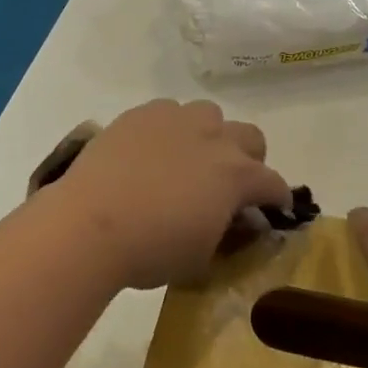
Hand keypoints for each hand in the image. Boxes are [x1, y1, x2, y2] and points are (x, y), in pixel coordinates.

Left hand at [49, 99, 289, 290]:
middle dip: (249, 158)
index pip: (273, 183)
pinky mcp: (143, 112)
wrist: (91, 222)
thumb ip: (224, 231)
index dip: (277, 198)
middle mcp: (214, 137)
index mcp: (236, 174)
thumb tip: (231, 220)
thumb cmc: (151, 250)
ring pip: (210, 115)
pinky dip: (170, 129)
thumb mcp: (201, 255)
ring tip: (188, 161)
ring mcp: (178, 118)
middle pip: (250, 136)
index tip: (272, 210)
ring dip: (209, 137)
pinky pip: (169, 111)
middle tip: (228, 184)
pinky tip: (151, 152)